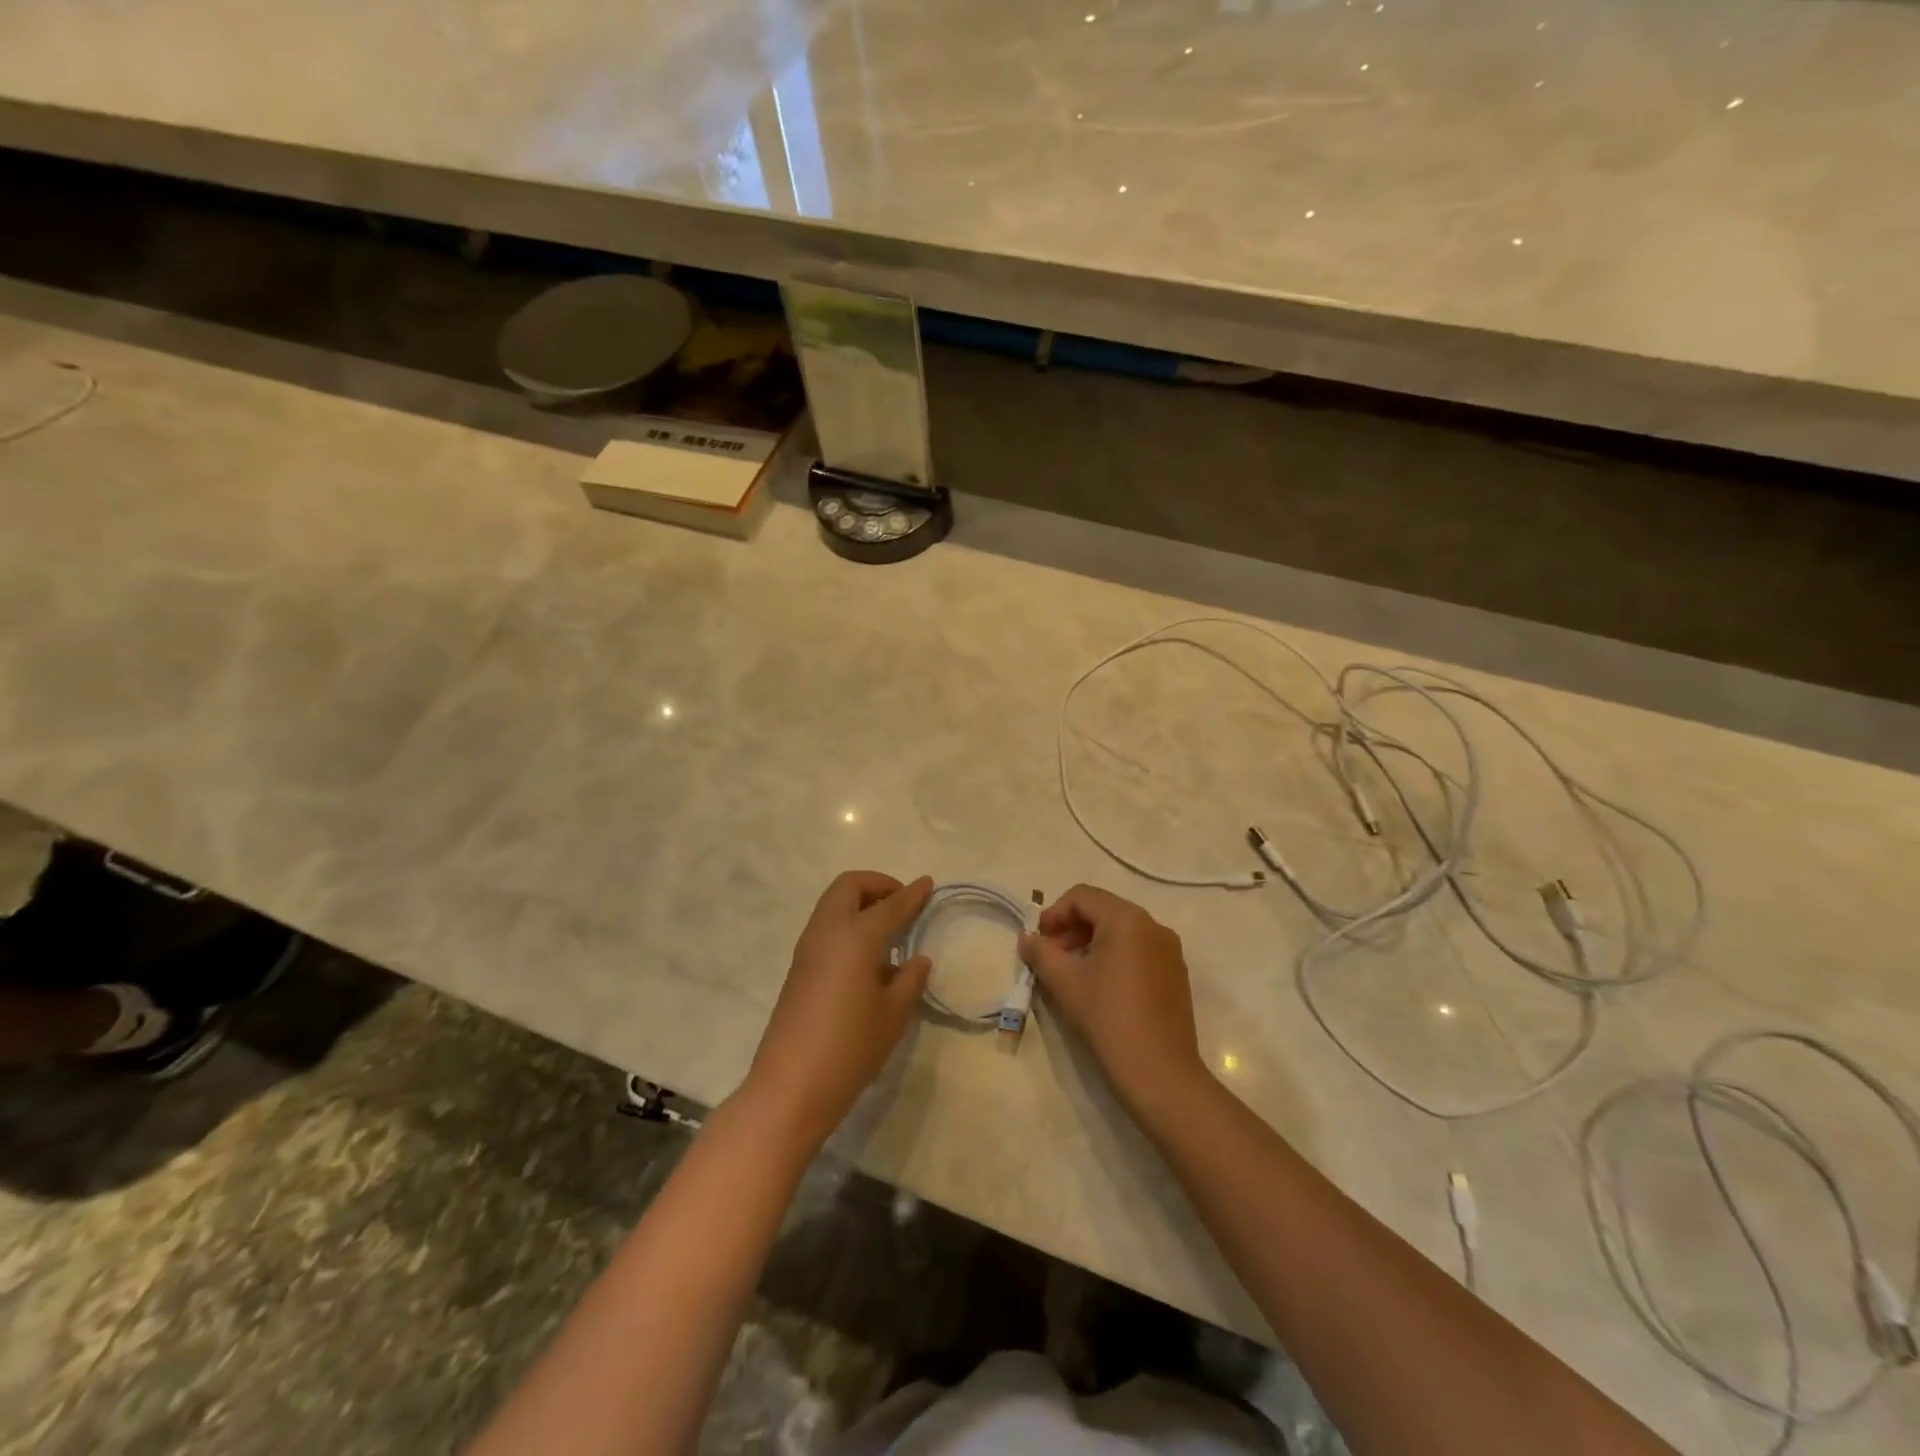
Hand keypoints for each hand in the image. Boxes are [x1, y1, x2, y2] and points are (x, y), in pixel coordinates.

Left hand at [740, 871, 932, 1146]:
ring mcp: (808, 949)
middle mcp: (828, 932)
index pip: (890, 905)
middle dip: (878, 885)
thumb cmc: (850, 1048)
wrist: (790, 1088)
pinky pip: (826, 927)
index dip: (912, 894)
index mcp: (855, 937)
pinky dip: (848, 924)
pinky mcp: (798, 969)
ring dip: (860, 904)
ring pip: (834, 904)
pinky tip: (868, 957)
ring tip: (888, 931)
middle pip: (849, 887)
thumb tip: (918, 959)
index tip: (928, 883)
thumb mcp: (893, 1015)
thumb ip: (910, 980)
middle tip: (902, 905)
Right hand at [1020, 884, 1209, 1122]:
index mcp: (1127, 919)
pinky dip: (1114, 957)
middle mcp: (1153, 926)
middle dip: (1071, 929)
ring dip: (1090, 943)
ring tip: (1071, 974)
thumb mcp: (1065, 983)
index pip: (1082, 897)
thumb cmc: (1108, 1018)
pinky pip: (1138, 951)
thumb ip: (1041, 953)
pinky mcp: (1176, 974)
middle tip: (1050, 958)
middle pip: (1103, 911)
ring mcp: (1169, 950)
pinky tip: (1100, 987)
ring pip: (1121, 932)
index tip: (1037, 941)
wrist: (1160, 1073)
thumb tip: (1027, 938)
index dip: (1054, 914)